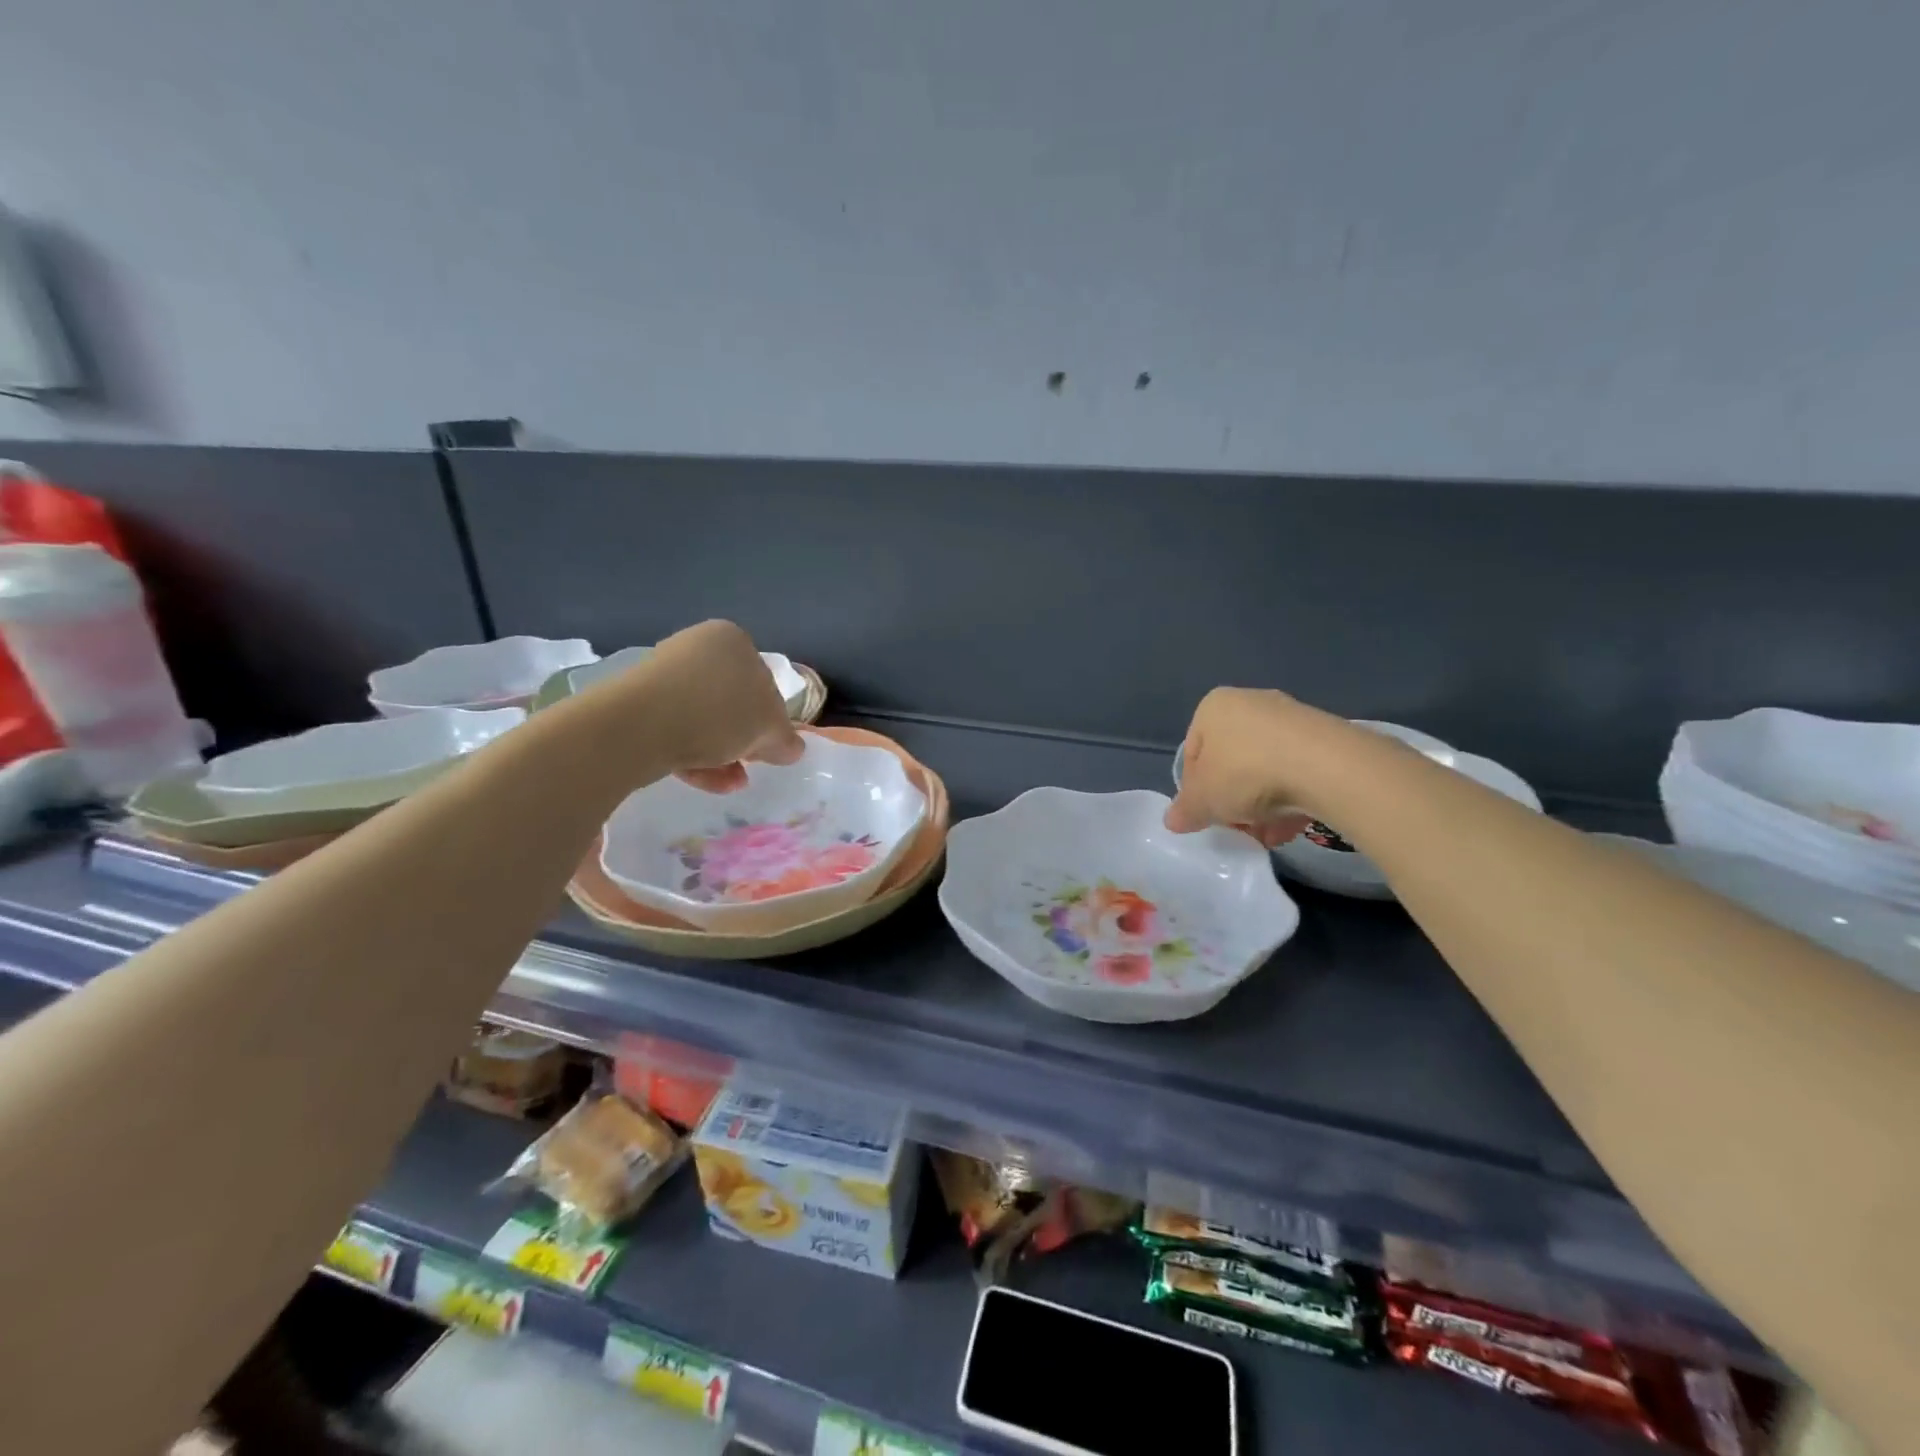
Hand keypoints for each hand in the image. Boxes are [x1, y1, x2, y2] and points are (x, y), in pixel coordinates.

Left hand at [587, 620, 803, 791]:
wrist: (636, 727)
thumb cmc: (717, 713)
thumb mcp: (769, 729)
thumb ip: (786, 738)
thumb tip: (791, 748)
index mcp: (733, 640)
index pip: (765, 681)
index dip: (772, 718)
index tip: (771, 748)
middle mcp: (697, 649)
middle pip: (733, 701)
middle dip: (745, 739)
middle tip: (751, 764)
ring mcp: (663, 674)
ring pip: (705, 720)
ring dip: (723, 753)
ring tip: (731, 782)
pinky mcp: (637, 703)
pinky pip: (677, 729)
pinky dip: (695, 755)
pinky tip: (707, 781)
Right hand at [1164, 688, 1320, 846]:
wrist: (1326, 767)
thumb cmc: (1246, 773)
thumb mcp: (1203, 800)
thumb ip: (1185, 811)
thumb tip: (1173, 820)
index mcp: (1213, 707)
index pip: (1192, 754)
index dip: (1195, 791)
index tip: (1207, 816)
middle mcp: (1250, 702)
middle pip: (1230, 762)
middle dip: (1233, 801)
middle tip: (1239, 828)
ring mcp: (1290, 717)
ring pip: (1264, 769)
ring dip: (1262, 806)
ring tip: (1269, 834)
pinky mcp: (1324, 735)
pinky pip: (1296, 769)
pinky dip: (1291, 796)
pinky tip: (1293, 824)